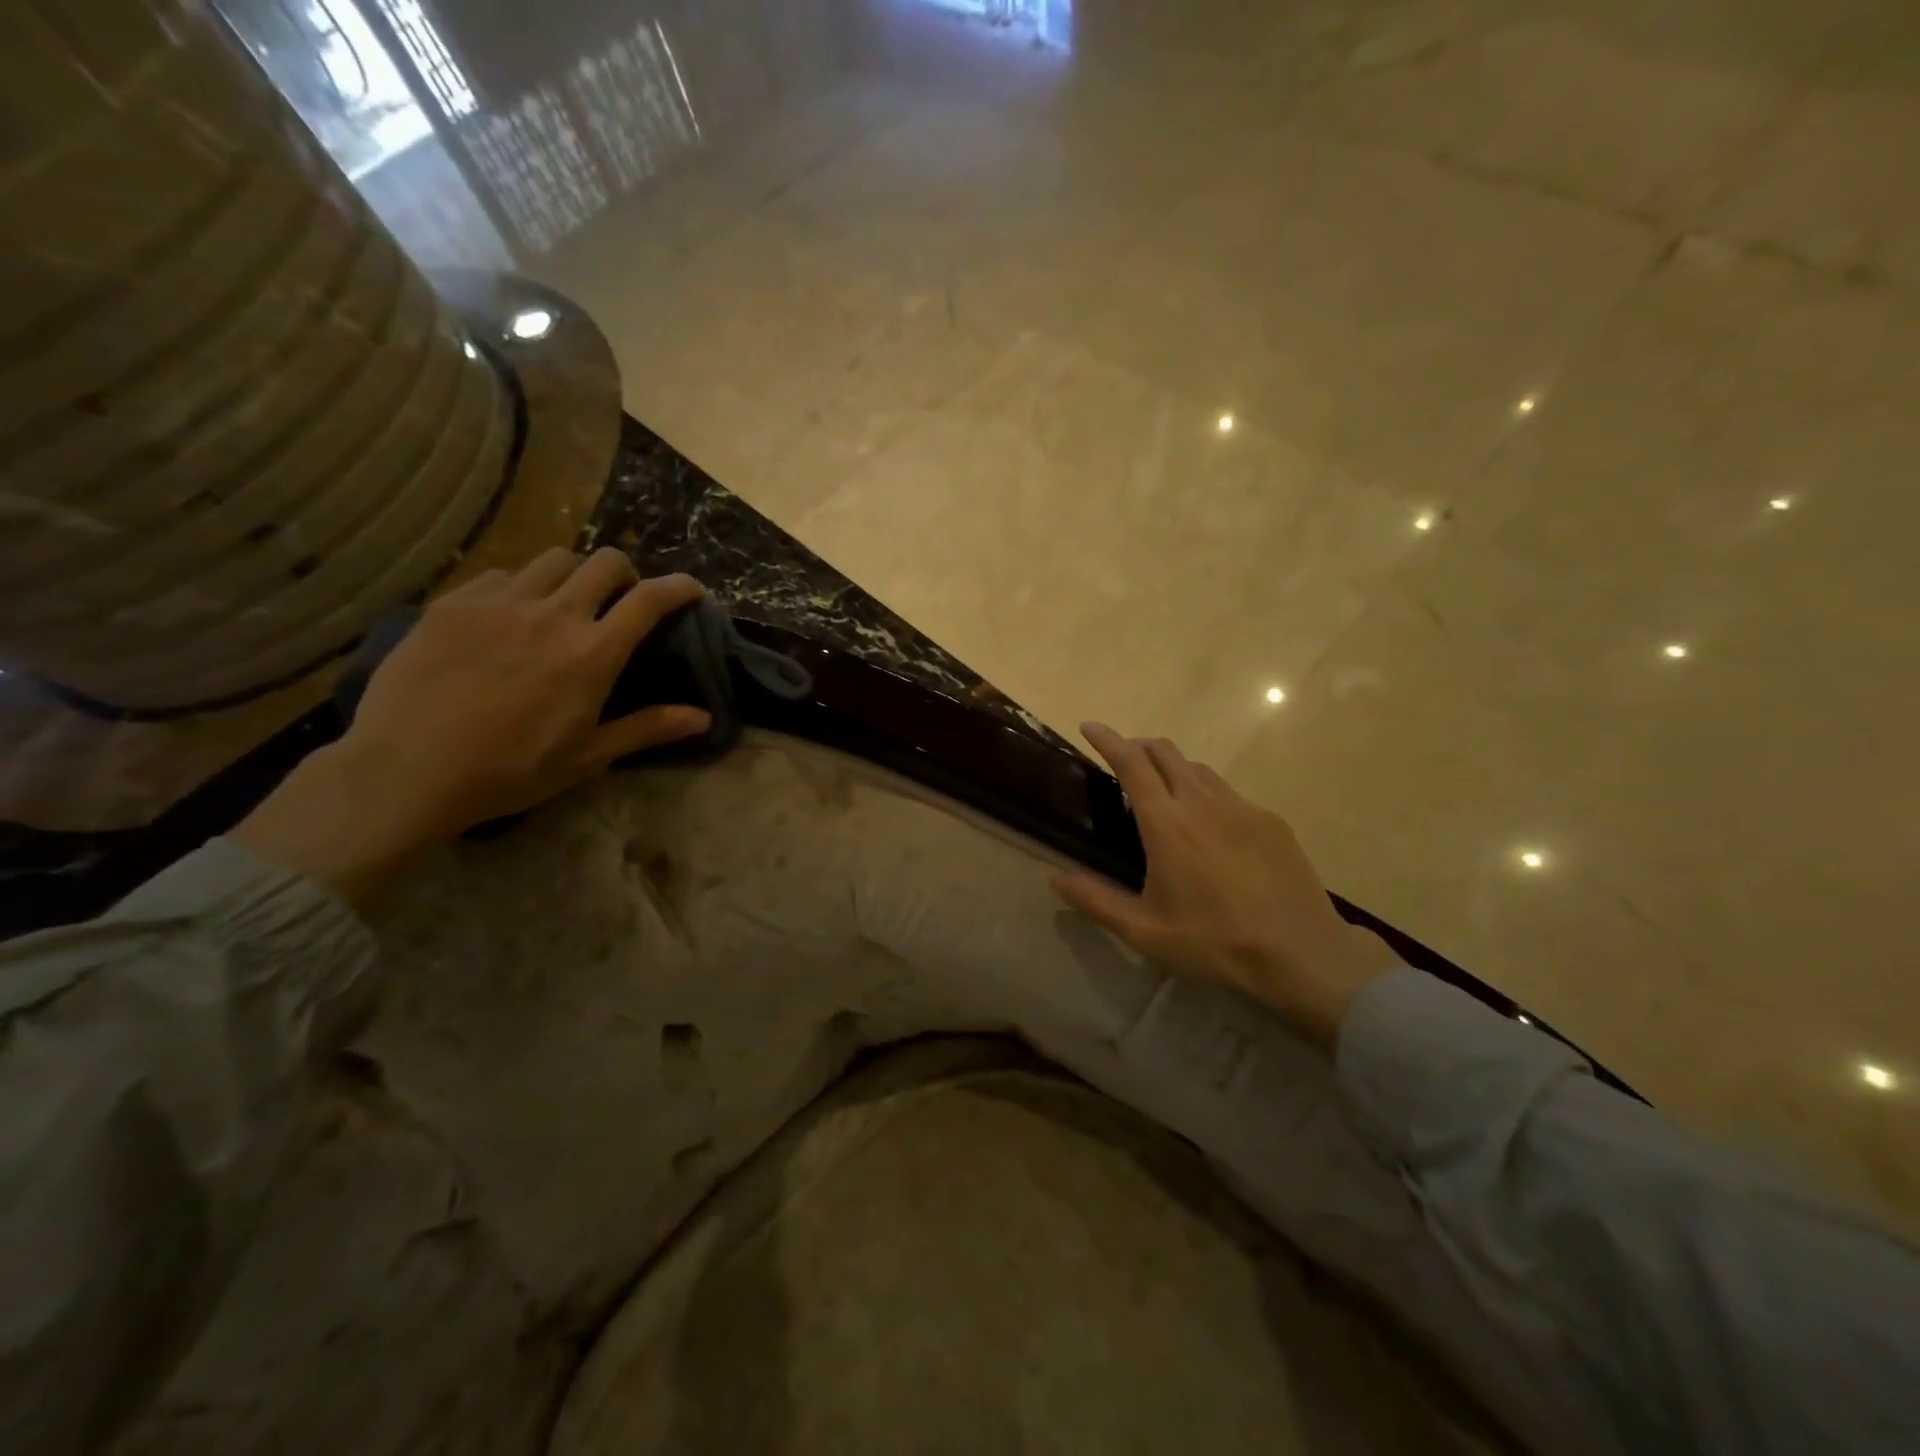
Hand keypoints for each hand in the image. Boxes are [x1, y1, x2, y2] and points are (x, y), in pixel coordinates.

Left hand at [230, 548, 710, 903]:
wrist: (406, 770)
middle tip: (620, 599)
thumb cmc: (509, 771)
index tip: (691, 591)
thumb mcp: (588, 757)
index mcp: (593, 653)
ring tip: (564, 602)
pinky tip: (508, 617)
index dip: (679, 587)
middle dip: (625, 574)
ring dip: (573, 575)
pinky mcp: (453, 604)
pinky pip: (500, 575)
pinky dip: (519, 587)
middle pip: (604, 562)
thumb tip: (704, 718)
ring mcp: (499, 603)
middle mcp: (553, 614)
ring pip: (553, 559)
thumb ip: (648, 728)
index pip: (649, 599)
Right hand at [1051, 723, 1398, 1048]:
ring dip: (1173, 767)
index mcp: (1166, 823)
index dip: (1108, 740)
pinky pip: (1230, 794)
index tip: (1091, 727)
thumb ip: (1095, 901)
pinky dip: (1207, 794)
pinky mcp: (1271, 822)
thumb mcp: (1144, 930)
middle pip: (1166, 753)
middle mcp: (1202, 803)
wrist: (1301, 954)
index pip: (1131, 764)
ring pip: (1199, 769)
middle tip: (1124, 759)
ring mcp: (1242, 808)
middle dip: (1139, 745)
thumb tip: (1055, 879)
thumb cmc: (1213, 942)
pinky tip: (1212, 827)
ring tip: (1164, 790)